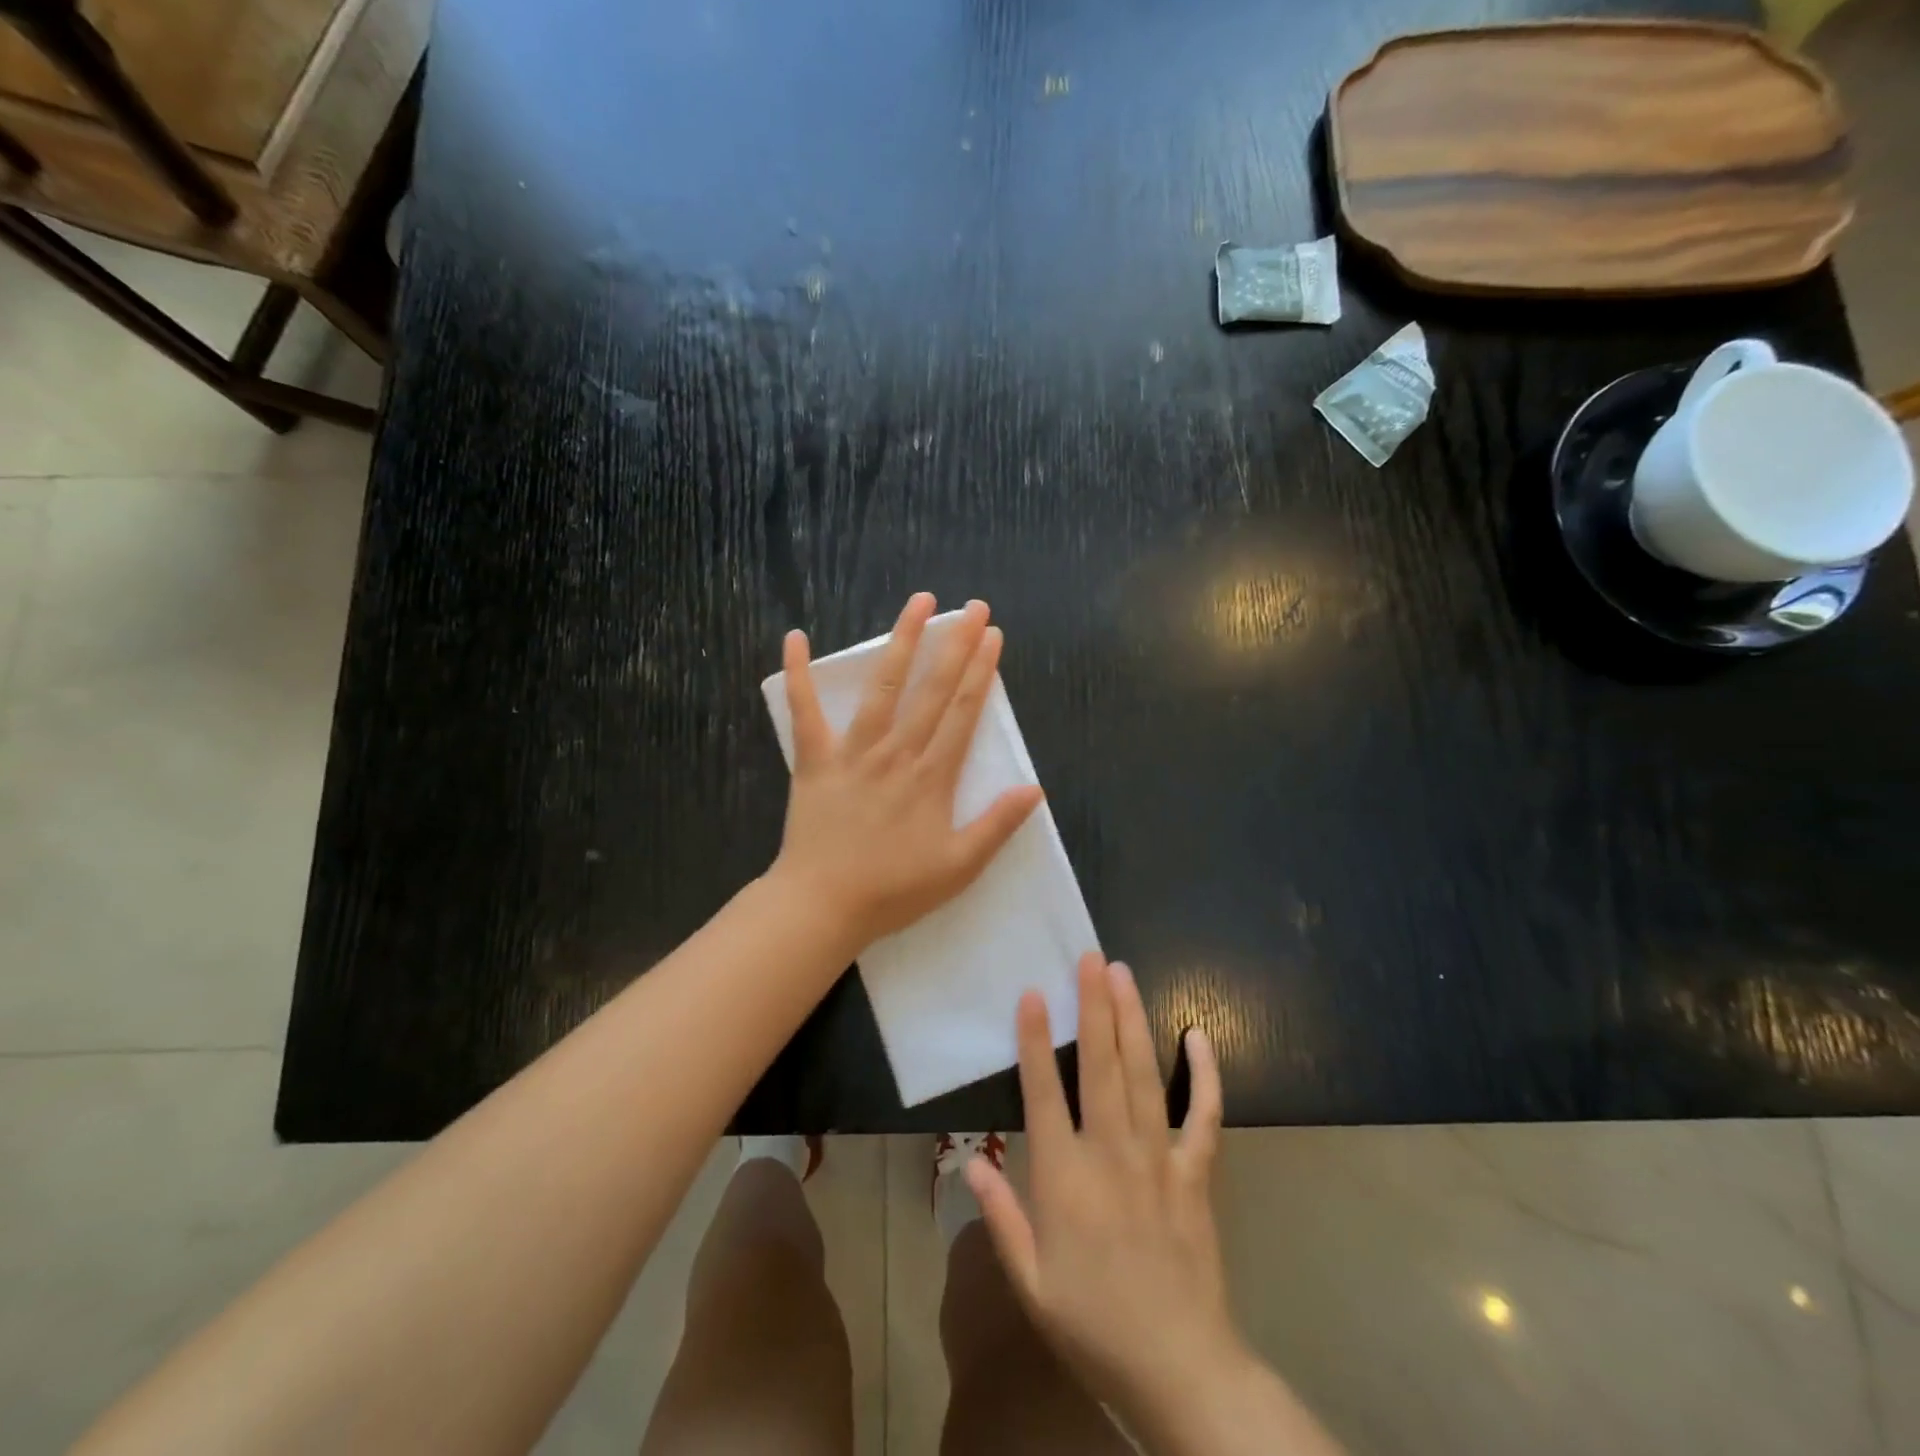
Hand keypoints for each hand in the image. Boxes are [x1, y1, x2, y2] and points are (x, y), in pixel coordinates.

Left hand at [770, 593, 1043, 952]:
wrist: (823, 905)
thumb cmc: (894, 890)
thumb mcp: (959, 867)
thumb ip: (997, 826)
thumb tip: (1034, 789)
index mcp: (932, 776)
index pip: (963, 712)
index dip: (981, 671)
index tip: (993, 636)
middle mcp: (897, 752)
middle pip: (932, 690)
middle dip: (956, 644)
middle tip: (973, 607)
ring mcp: (853, 752)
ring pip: (882, 687)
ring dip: (901, 642)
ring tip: (918, 603)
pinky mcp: (815, 760)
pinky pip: (804, 711)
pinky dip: (797, 674)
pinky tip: (795, 637)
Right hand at [967, 952, 1243, 1438]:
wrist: (1179, 1368)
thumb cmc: (1094, 1323)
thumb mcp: (1030, 1281)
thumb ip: (1000, 1216)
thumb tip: (970, 1161)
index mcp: (1065, 1178)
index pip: (1044, 1093)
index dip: (1036, 1040)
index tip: (1033, 993)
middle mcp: (1111, 1154)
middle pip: (1100, 1067)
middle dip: (1094, 1007)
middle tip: (1091, 958)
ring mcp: (1159, 1158)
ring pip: (1144, 1076)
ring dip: (1133, 1021)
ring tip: (1124, 975)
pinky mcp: (1196, 1172)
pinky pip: (1204, 1115)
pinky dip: (1205, 1075)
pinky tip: (1198, 1036)